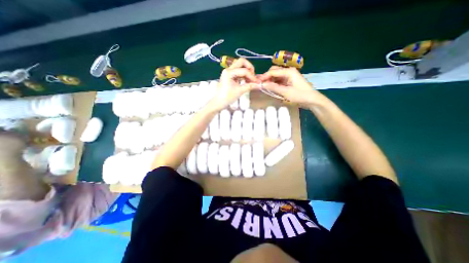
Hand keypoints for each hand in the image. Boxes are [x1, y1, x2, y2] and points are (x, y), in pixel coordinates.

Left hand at [209, 58, 259, 110]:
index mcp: (229, 72)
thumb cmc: (228, 97)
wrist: (219, 102)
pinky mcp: (229, 75)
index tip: (257, 82)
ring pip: (240, 66)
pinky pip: (238, 71)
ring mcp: (228, 71)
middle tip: (253, 76)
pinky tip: (246, 81)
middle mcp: (228, 69)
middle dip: (249, 68)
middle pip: (241, 62)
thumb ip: (250, 86)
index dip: (252, 76)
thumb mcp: (240, 91)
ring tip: (250, 80)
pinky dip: (243, 74)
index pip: (244, 70)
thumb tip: (259, 84)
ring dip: (246, 71)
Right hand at [258, 67, 326, 107]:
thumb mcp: (286, 92)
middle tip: (260, 84)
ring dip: (270, 80)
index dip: (264, 76)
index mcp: (289, 71)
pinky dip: (274, 83)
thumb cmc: (300, 95)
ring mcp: (289, 76)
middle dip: (267, 77)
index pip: (273, 72)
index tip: (257, 82)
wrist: (312, 100)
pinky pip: (280, 80)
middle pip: (274, 71)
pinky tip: (271, 87)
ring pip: (276, 75)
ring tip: (264, 86)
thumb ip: (274, 87)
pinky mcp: (290, 80)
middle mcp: (289, 71)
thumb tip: (262, 84)